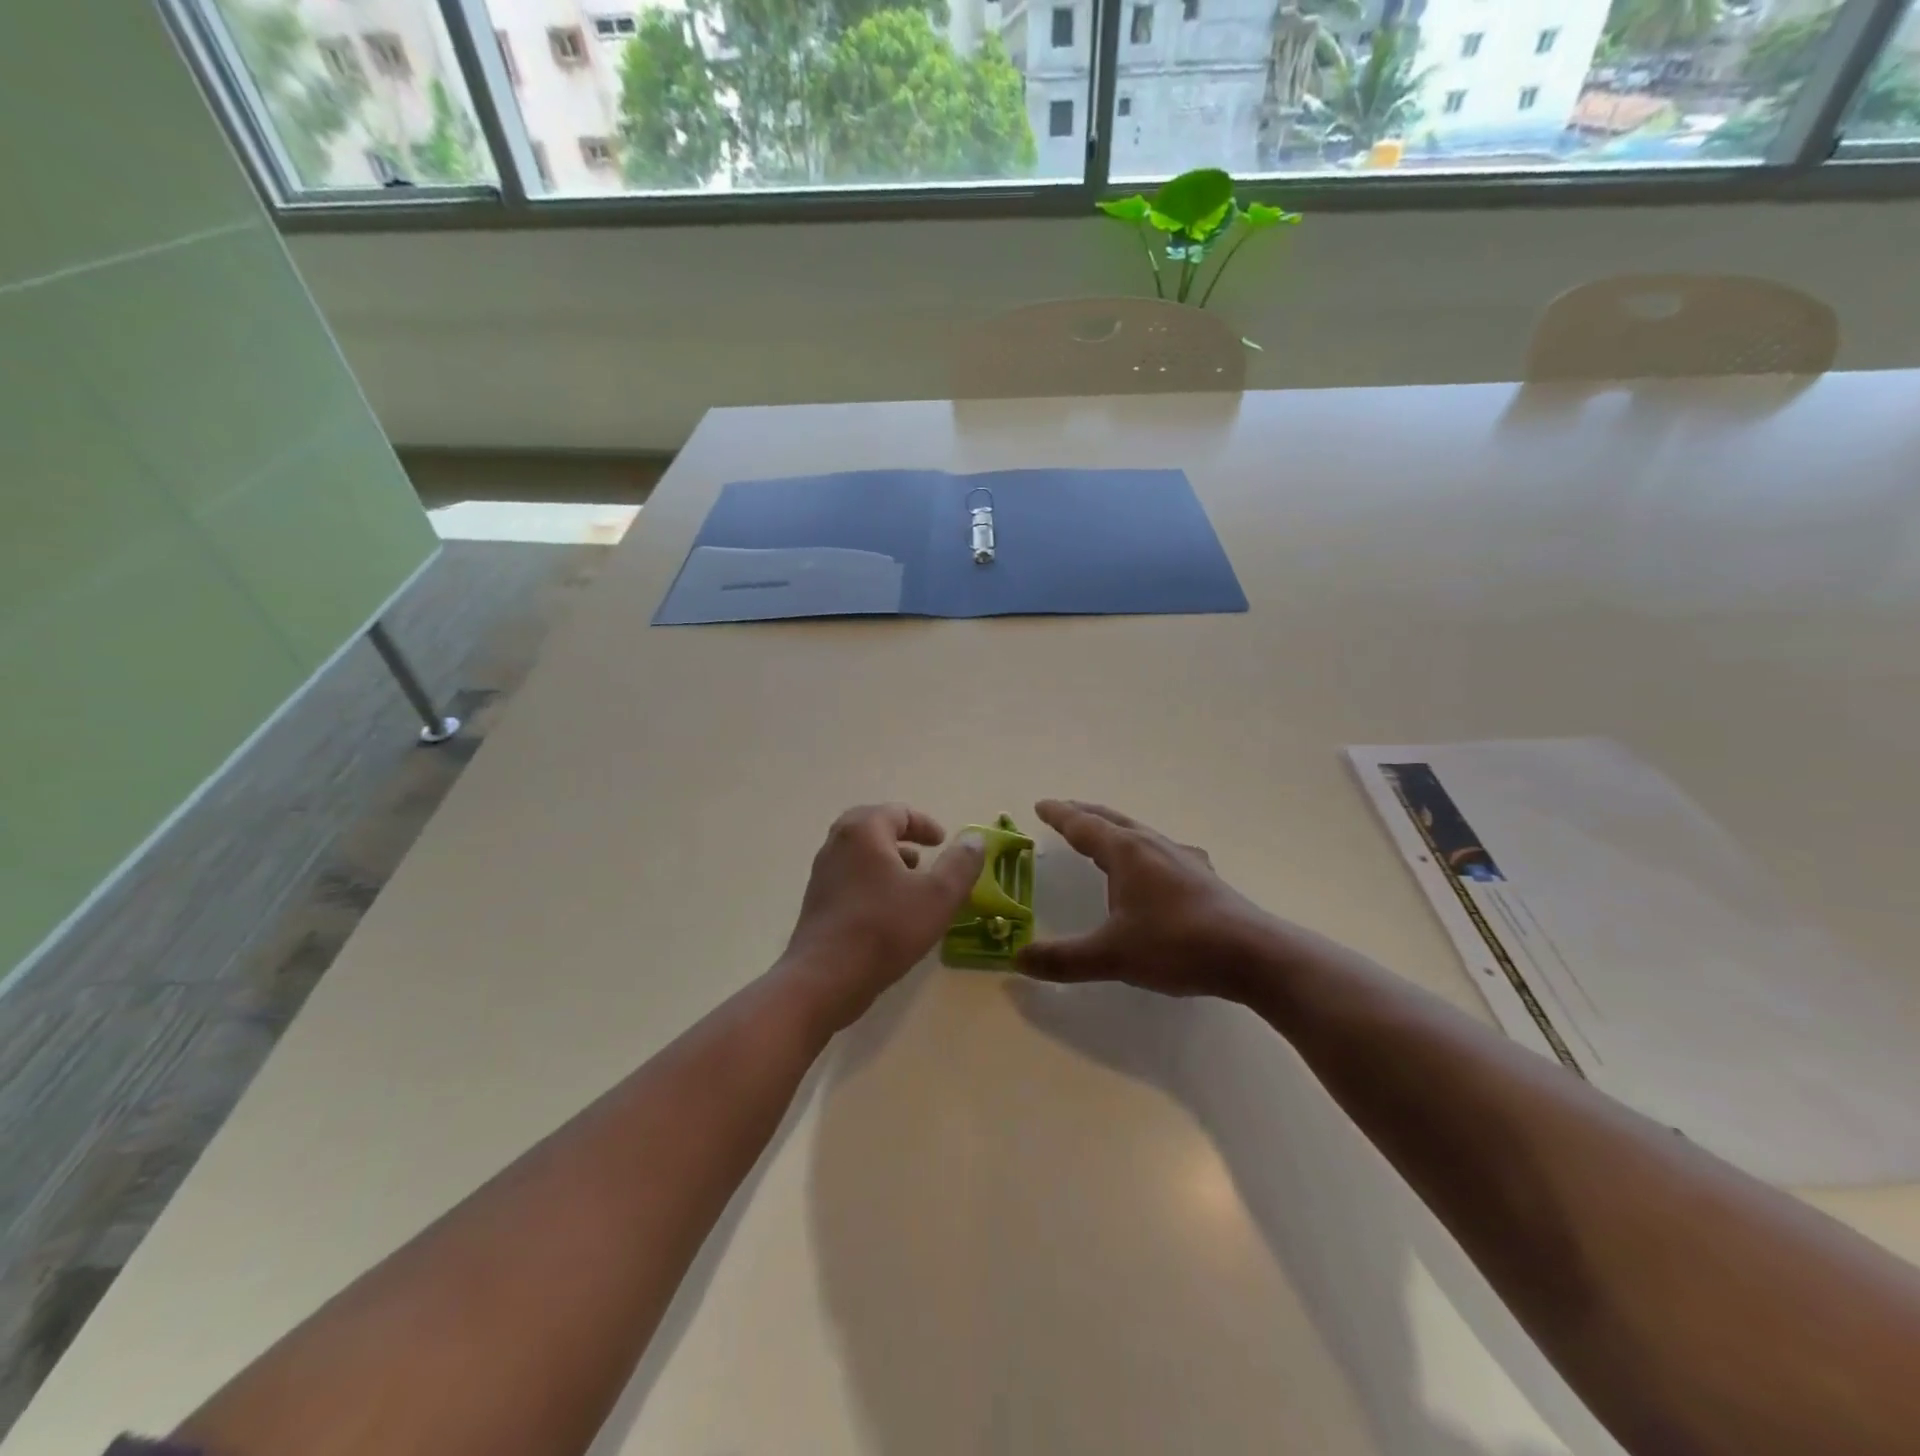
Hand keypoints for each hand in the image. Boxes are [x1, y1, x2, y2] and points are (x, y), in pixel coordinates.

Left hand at [780, 804, 983, 1027]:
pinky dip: (872, 879)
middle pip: (873, 827)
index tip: (943, 842)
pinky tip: (888, 909)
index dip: (925, 824)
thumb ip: (961, 864)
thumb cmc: (885, 929)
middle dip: (902, 837)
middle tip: (924, 852)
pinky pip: (849, 877)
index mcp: (864, 831)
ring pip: (859, 853)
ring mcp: (823, 873)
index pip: (897, 812)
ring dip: (887, 859)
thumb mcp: (938, 896)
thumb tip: (975, 838)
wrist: (824, 979)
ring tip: (911, 880)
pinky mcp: (817, 901)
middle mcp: (837, 843)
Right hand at [1017, 800, 1274, 999]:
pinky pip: (1160, 850)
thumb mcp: (1112, 956)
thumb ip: (1064, 958)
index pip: (1084, 825)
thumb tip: (1017, 959)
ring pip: (1138, 833)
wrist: (1252, 954)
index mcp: (1126, 852)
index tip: (1041, 805)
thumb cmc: (1176, 945)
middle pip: (1111, 820)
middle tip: (1063, 811)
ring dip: (1114, 829)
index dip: (1060, 815)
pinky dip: (1141, 849)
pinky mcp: (1202, 876)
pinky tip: (1154, 866)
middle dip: (1084, 814)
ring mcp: (1182, 858)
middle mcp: (1153, 845)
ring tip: (1101, 836)